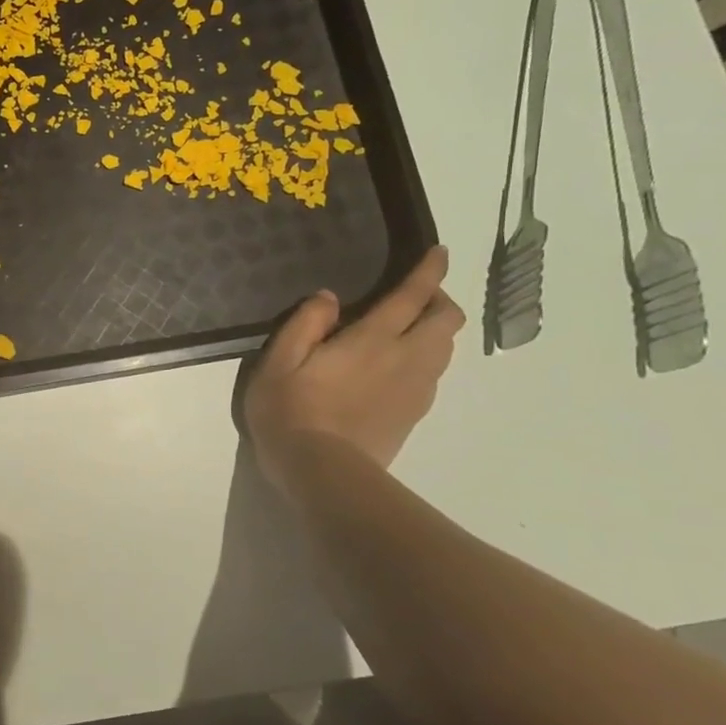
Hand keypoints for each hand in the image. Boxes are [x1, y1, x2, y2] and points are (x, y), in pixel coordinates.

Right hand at [242, 246, 464, 483]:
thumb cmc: (290, 411)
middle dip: (439, 299)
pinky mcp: (413, 415)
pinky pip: (433, 374)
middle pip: (446, 321)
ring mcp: (415, 390)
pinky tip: (395, 367)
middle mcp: (405, 359)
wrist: (321, 473)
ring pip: (445, 348)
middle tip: (413, 296)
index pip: (413, 296)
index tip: (439, 252)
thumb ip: (305, 323)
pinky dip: (425, 358)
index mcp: (373, 340)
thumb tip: (329, 297)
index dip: (430, 270)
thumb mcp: (279, 362)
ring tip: (406, 329)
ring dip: (434, 330)